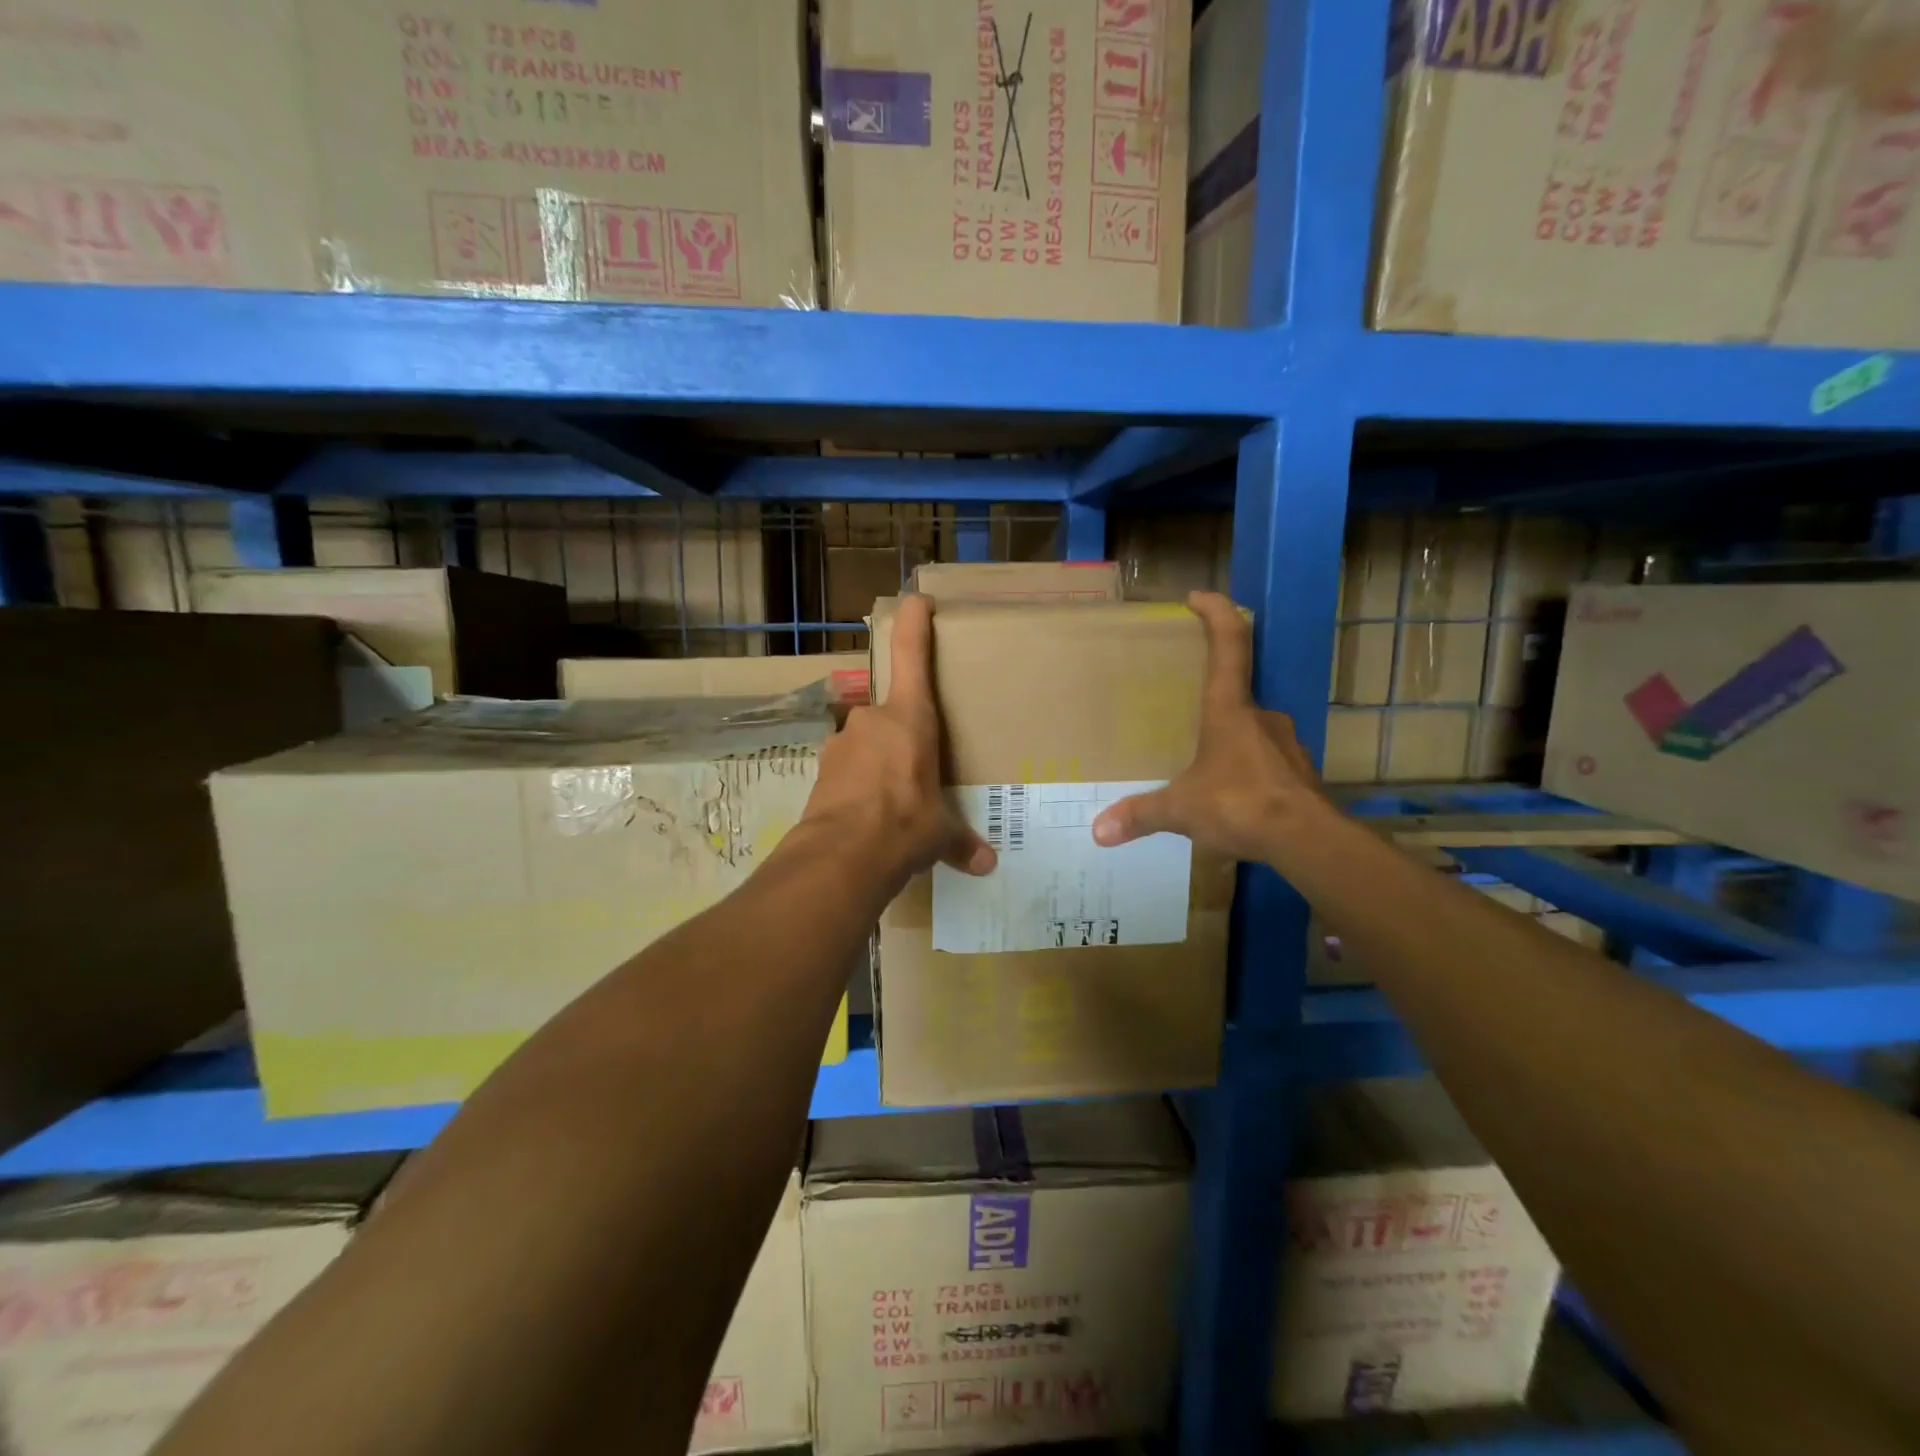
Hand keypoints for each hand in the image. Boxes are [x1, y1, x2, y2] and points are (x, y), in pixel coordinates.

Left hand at [801, 593, 996, 890]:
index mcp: (909, 718)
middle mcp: (872, 720)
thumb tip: (987, 865)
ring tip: (895, 799)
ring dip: (881, 762)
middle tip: (921, 766)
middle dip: (905, 735)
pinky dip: (860, 784)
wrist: (840, 857)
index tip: (917, 600)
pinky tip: (869, 814)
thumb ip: (960, 842)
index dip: (913, 621)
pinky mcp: (821, 769)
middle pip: (892, 712)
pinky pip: (849, 768)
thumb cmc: (904, 826)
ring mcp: (842, 742)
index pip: (911, 653)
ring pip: (868, 742)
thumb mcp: (938, 834)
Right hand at [1092, 591, 1328, 864]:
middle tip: (1185, 717)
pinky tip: (1232, 795)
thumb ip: (1141, 815)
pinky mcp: (1299, 773)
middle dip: (1211, 700)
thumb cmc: (1240, 805)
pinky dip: (1247, 769)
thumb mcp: (1182, 810)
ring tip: (1204, 764)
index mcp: (1229, 710)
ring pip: (1252, 730)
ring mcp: (1285, 743)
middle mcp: (1262, 716)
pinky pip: (1266, 760)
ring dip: (1229, 739)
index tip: (1198, 597)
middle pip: (1236, 691)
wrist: (1309, 841)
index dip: (1216, 613)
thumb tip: (1098, 832)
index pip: (1229, 644)